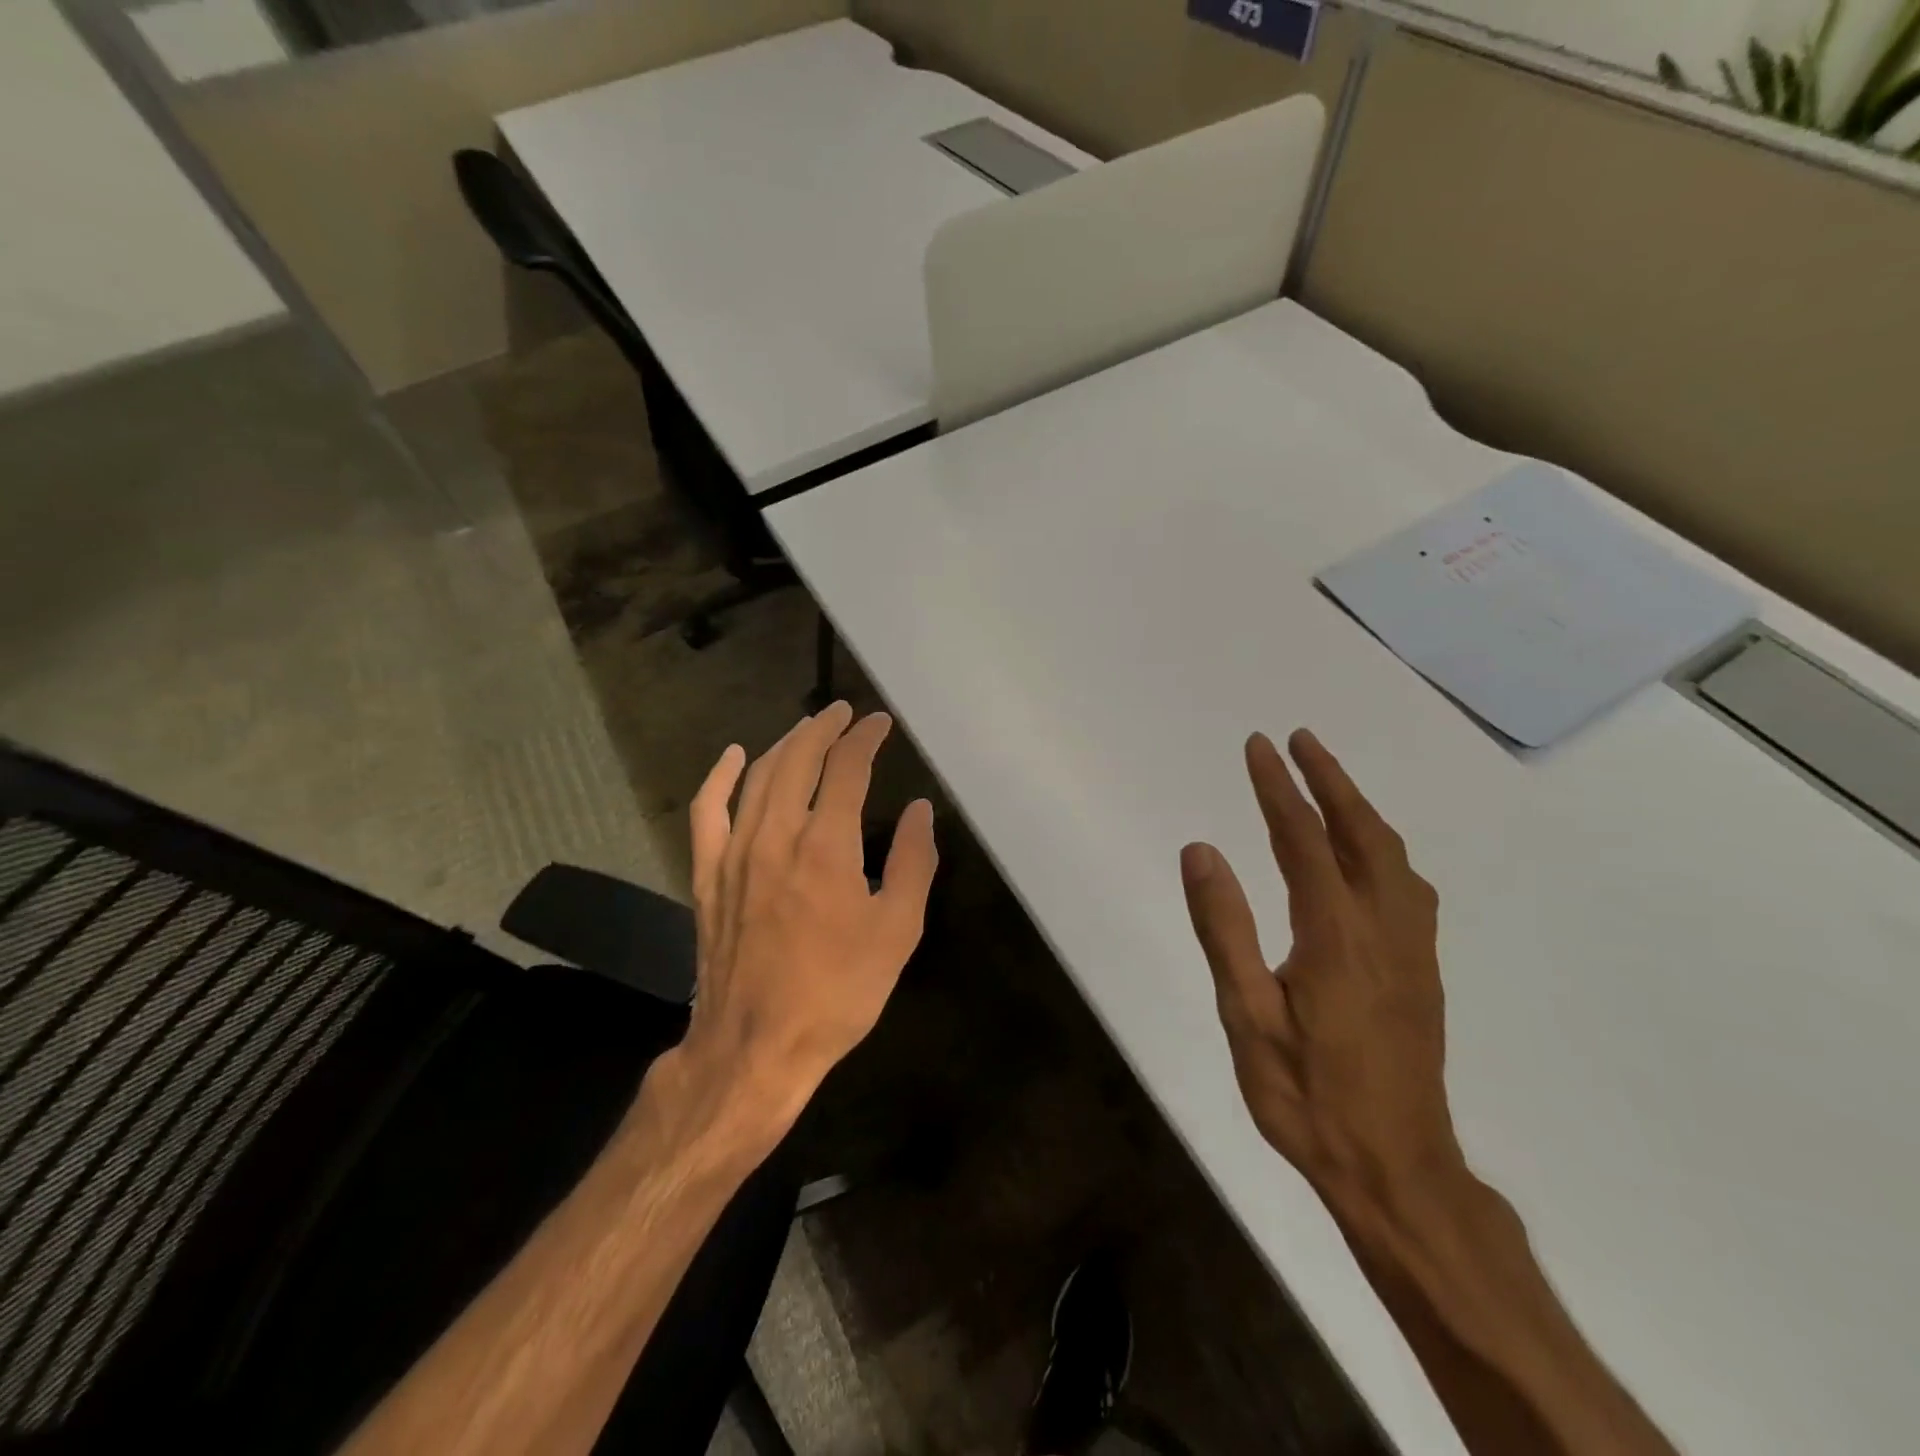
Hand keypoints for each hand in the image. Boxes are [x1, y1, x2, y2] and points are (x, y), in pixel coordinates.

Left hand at [679, 703, 937, 1132]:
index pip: (846, 769)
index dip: (865, 739)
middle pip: (798, 759)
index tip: (880, 724)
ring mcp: (734, 852)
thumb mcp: (897, 932)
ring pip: (758, 776)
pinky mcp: (707, 874)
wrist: (756, 1046)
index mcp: (826, 845)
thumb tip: (919, 810)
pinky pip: (707, 811)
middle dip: (824, 728)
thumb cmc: (837, 992)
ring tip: (807, 728)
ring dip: (785, 744)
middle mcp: (776, 835)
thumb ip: (911, 863)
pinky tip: (734, 756)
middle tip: (844, 713)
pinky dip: (720, 777)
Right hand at [1181, 730, 1462, 1218]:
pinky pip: (1408, 886)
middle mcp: (1383, 928)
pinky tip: (1370, 856)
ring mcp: (1412, 950)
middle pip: (1362, 834)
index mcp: (1335, 934)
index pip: (1303, 839)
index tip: (1259, 746)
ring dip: (1360, 808)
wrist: (1398, 1171)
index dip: (1279, 787)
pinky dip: (1383, 847)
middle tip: (1301, 740)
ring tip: (1330, 781)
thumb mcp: (1246, 1015)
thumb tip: (1201, 849)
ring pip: (1394, 857)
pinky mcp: (1423, 972)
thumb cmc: (1307, 1096)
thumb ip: (1224, 927)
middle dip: (1330, 780)